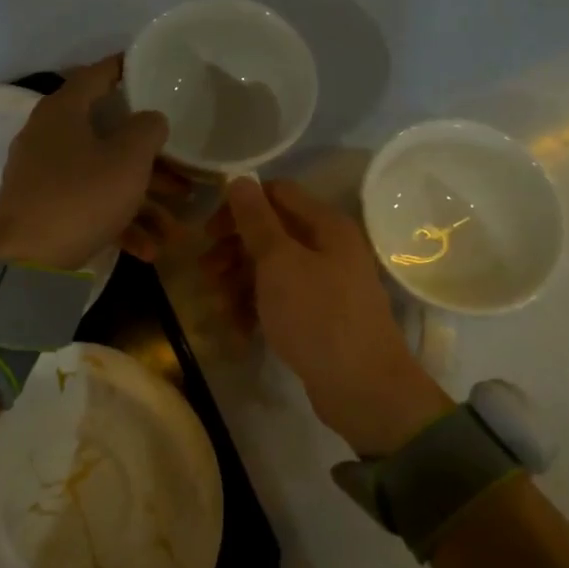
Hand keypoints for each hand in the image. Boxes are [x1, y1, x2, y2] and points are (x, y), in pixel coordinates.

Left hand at [0, 57, 182, 270]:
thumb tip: (150, 118)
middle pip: (108, 135)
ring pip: (103, 175)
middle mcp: (49, 136)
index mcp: (63, 111)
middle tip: (185, 169)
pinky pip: (88, 205)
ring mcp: (43, 174)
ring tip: (175, 227)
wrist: (25, 263)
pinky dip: (117, 221)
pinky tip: (148, 249)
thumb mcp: (128, 159)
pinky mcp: (43, 209)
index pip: (97, 74)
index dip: (126, 68)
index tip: (153, 69)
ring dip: (142, 199)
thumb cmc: (80, 197)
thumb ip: (147, 128)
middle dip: (151, 158)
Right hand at [208, 177, 452, 455]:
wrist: (362, 389)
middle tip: (206, 272)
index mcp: (326, 225)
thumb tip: (240, 178)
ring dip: (240, 283)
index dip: (240, 206)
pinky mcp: (320, 317)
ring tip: (219, 307)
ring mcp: (326, 284)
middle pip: (272, 233)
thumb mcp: (279, 262)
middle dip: (234, 250)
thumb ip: (256, 220)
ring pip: (272, 270)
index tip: (209, 232)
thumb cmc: (317, 315)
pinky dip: (257, 310)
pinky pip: (281, 301)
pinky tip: (239, 331)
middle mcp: (329, 248)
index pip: (276, 194)